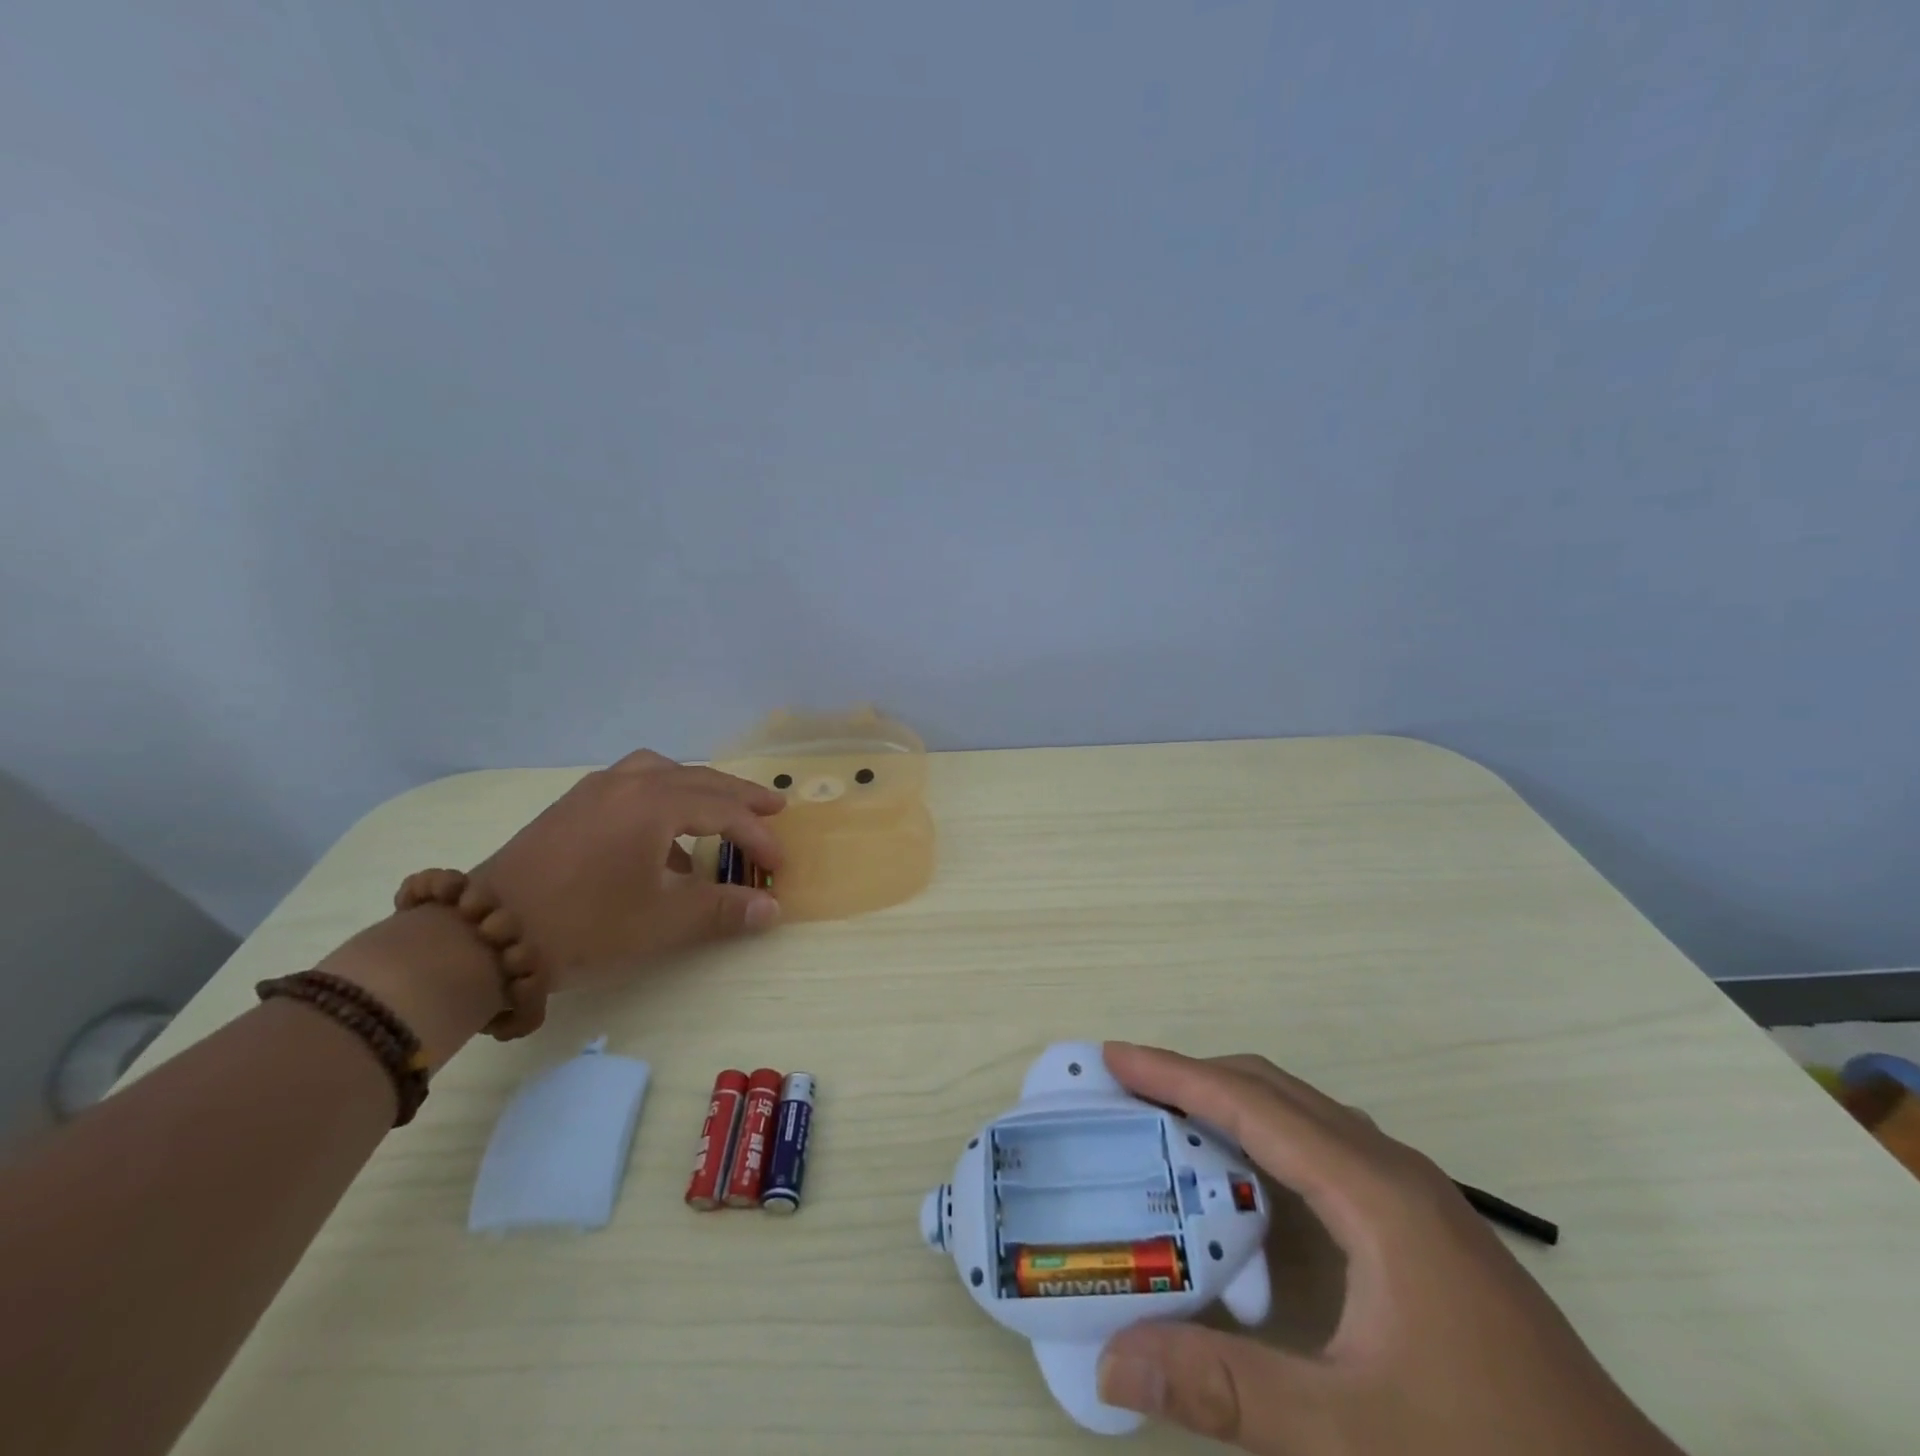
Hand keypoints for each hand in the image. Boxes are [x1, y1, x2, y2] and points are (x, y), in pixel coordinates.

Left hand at [472, 749, 784, 990]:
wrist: (484, 935)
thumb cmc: (584, 924)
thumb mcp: (662, 921)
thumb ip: (722, 909)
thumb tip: (771, 908)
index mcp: (654, 805)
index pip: (724, 811)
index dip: (758, 836)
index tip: (778, 864)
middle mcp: (628, 784)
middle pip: (699, 779)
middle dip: (739, 796)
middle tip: (773, 807)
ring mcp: (596, 790)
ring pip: (663, 771)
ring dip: (699, 786)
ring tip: (718, 808)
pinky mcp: (573, 804)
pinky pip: (633, 782)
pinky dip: (662, 795)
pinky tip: (660, 835)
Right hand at [1094, 1044, 1685, 1455]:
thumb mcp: (1350, 1440)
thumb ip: (1224, 1391)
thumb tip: (1112, 1359)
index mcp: (1373, 1193)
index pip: (1251, 1105)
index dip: (1175, 1074)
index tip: (1113, 1057)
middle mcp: (1390, 1170)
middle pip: (1274, 1091)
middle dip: (1194, 1078)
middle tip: (1126, 1087)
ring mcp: (1413, 1194)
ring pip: (1301, 1114)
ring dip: (1231, 1105)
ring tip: (1170, 1121)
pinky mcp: (1422, 1225)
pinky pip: (1322, 1148)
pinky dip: (1265, 1140)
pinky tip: (1245, 1185)